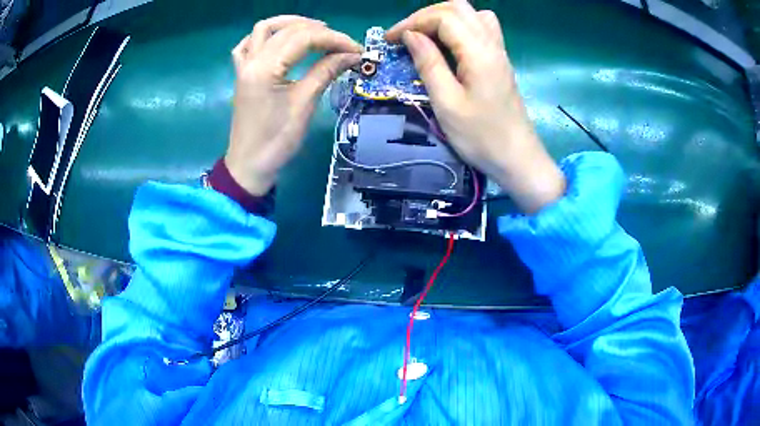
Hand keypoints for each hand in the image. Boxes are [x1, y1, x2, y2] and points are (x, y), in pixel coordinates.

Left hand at [226, 16, 360, 195]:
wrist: (249, 165)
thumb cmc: (276, 141)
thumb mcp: (304, 105)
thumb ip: (326, 72)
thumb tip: (352, 55)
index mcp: (265, 68)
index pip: (304, 38)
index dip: (334, 39)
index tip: (357, 50)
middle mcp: (252, 60)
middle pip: (288, 30)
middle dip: (320, 31)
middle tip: (342, 44)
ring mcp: (244, 65)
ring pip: (264, 29)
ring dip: (291, 24)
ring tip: (315, 30)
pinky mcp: (242, 73)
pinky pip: (248, 44)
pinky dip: (266, 36)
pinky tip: (280, 39)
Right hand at [386, 1, 565, 213]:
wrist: (518, 159)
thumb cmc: (481, 137)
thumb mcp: (447, 103)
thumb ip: (429, 64)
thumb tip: (411, 36)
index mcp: (478, 52)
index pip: (443, 17)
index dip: (412, 22)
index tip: (390, 40)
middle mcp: (492, 44)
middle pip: (458, 8)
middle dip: (426, 15)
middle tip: (405, 35)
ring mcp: (499, 51)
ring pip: (472, 14)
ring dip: (444, 17)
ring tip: (425, 35)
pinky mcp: (500, 60)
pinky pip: (482, 28)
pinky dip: (460, 26)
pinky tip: (449, 44)